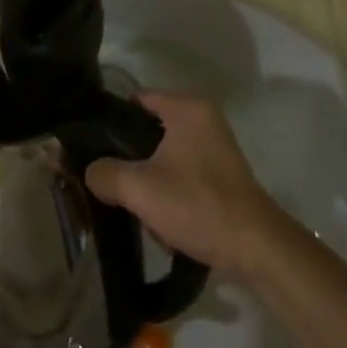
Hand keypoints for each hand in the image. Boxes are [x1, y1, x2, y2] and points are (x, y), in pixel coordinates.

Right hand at [84, 92, 284, 277]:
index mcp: (187, 107)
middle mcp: (203, 117)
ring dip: (150, 180)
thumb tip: (91, 172)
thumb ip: (105, 174)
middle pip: (150, 130)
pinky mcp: (222, 173)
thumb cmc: (197, 204)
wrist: (255, 247)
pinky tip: (162, 220)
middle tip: (113, 181)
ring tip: (139, 206)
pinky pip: (183, 172)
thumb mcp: (140, 189)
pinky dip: (170, 191)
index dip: (112, 122)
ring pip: (164, 155)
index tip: (94, 147)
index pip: (137, 100)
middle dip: (131, 158)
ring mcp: (216, 145)